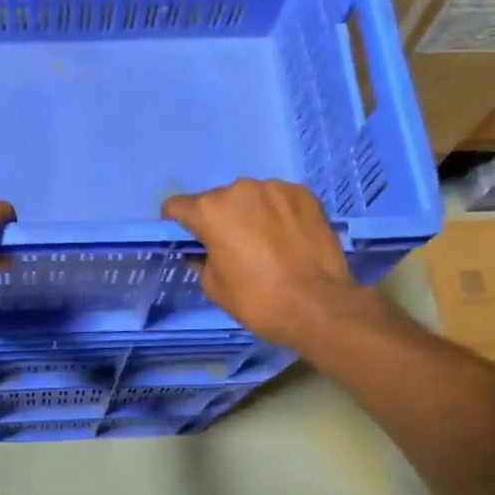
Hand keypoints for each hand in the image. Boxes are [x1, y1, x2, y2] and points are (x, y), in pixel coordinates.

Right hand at [163, 179, 386, 351]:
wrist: (319, 306)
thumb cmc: (257, 300)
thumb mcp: (213, 286)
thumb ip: (201, 259)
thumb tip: (203, 251)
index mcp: (211, 210)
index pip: (176, 206)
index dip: (176, 224)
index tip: (188, 241)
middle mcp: (240, 189)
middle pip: (216, 200)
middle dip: (218, 220)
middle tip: (231, 247)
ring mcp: (275, 188)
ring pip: (250, 198)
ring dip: (249, 214)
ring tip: (265, 243)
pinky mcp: (304, 194)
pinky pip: (279, 200)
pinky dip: (277, 214)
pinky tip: (288, 238)